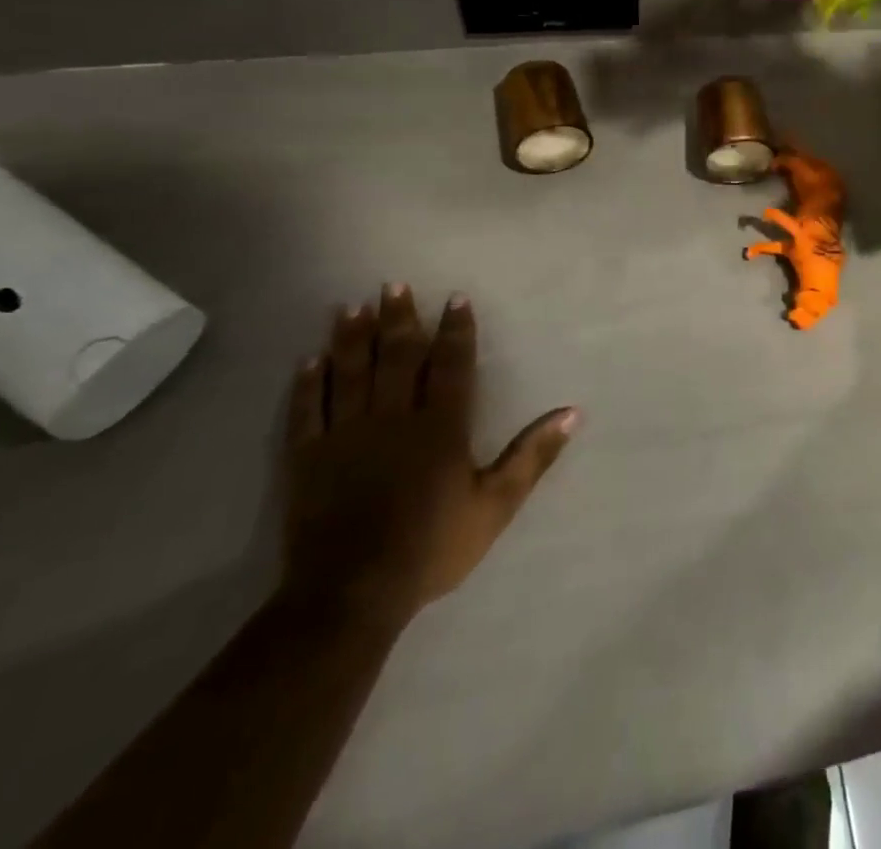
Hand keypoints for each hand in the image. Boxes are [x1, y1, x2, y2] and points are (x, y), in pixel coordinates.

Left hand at [282, 284, 578, 626]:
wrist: (351, 595)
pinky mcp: (308, 459)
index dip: (455, 331)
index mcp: (441, 427)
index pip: (451, 366)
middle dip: (399, 320)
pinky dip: (308, 384)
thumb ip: (532, 456)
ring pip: (350, 374)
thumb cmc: (432, 546)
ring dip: (351, 338)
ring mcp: (346, 436)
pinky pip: (308, 411)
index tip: (455, 298)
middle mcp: (394, 418)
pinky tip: (308, 360)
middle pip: (397, 358)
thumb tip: (573, 413)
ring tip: (351, 306)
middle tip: (394, 285)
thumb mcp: (496, 505)